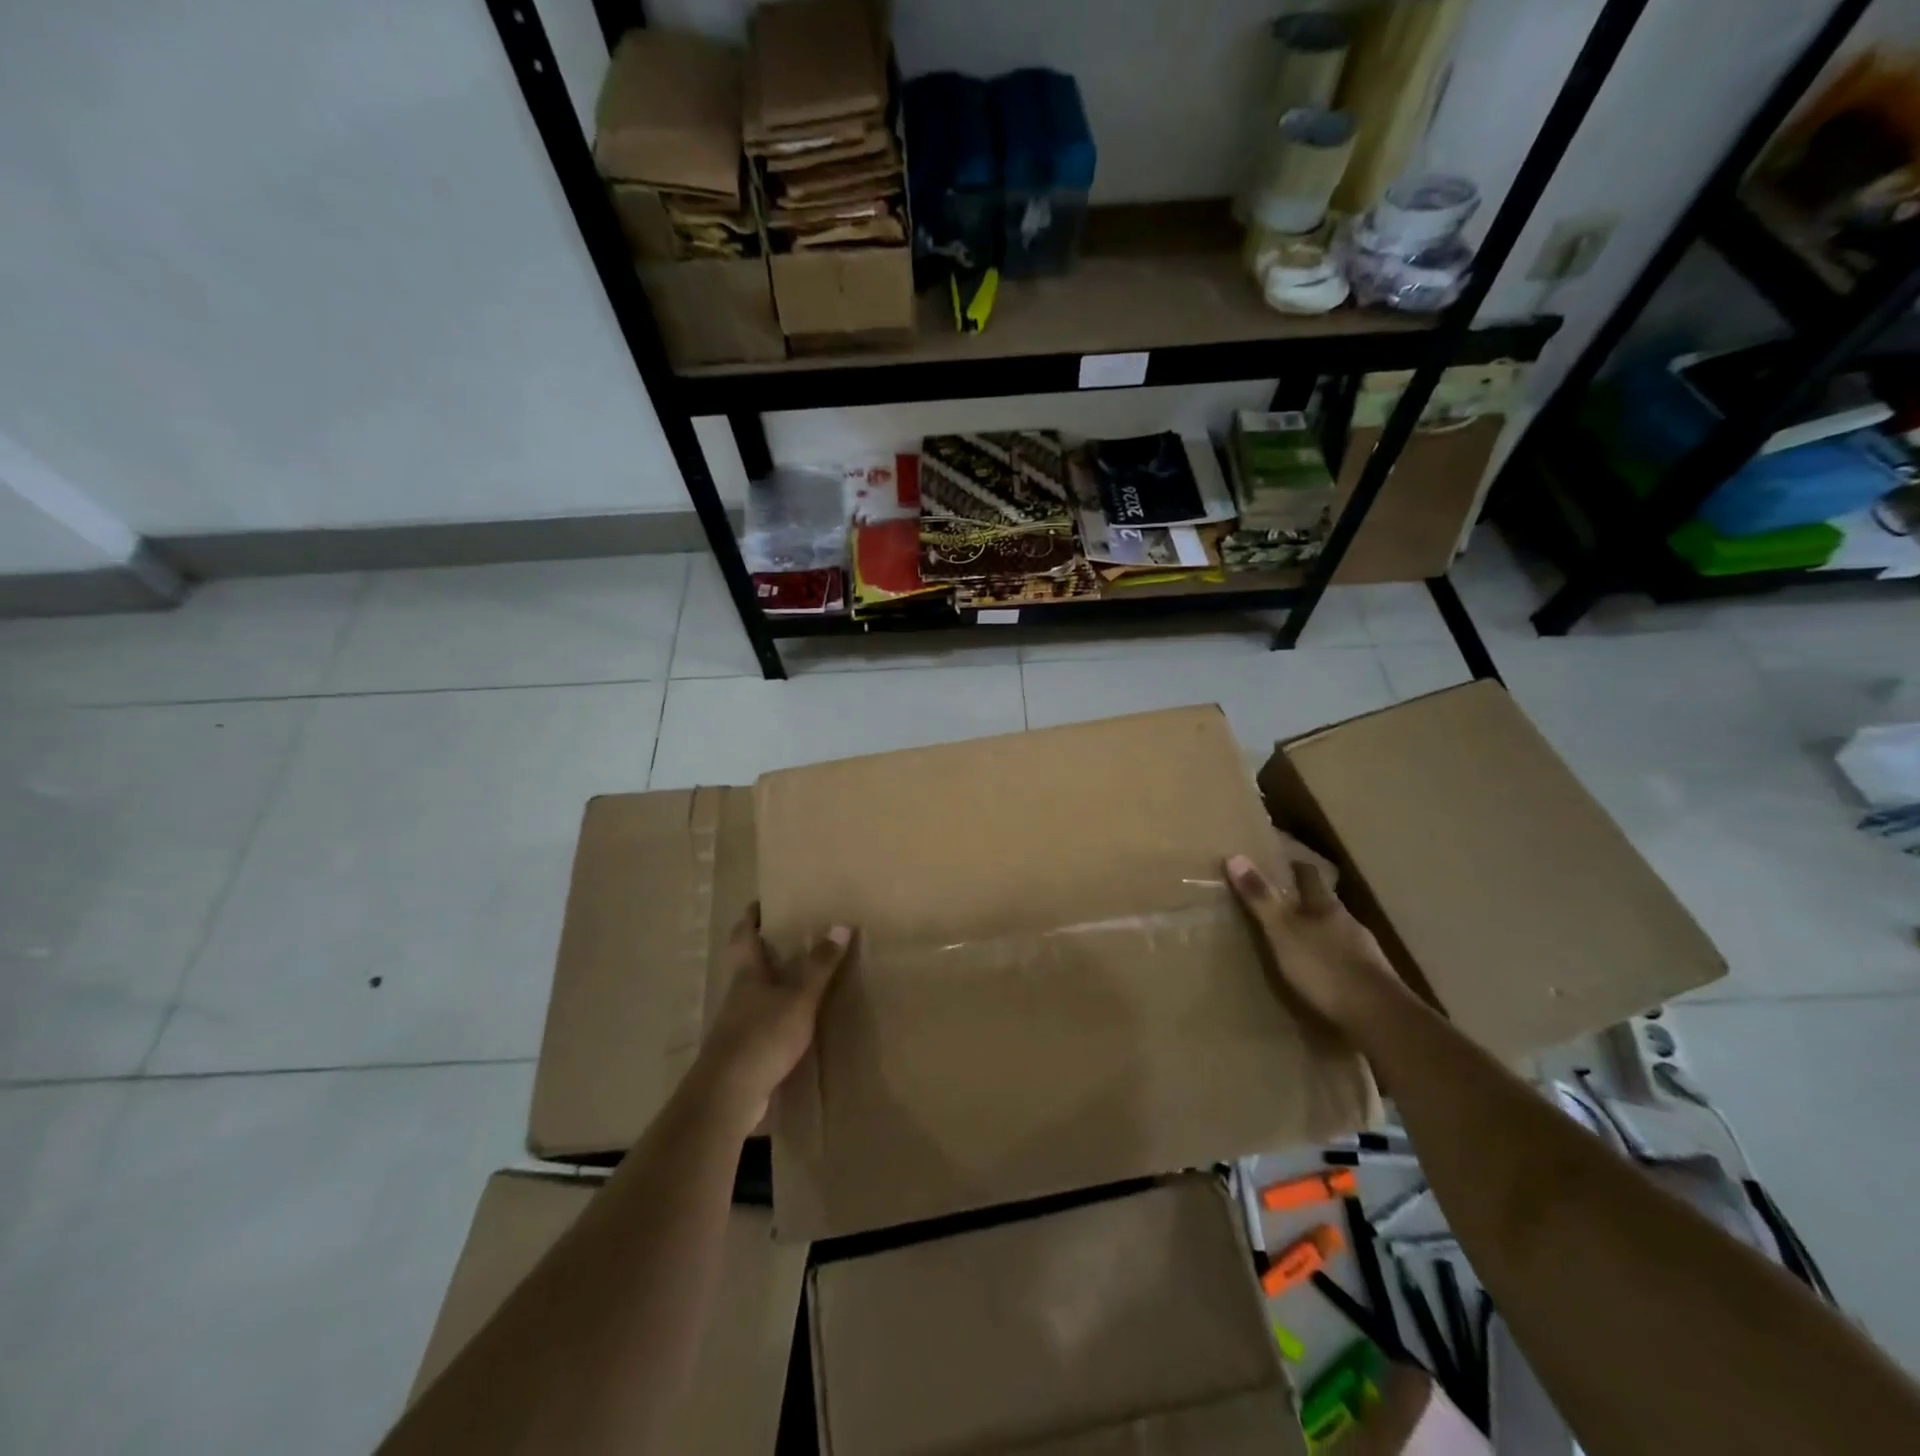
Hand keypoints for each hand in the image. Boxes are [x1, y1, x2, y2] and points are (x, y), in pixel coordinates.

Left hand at [692, 906, 852, 1132]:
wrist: (727, 1095)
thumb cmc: (763, 1036)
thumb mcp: (800, 999)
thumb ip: (819, 966)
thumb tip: (840, 924)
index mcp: (747, 974)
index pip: (744, 935)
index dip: (751, 917)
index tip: (761, 902)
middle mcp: (737, 994)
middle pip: (746, 963)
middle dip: (764, 948)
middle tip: (790, 935)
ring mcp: (736, 1024)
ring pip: (753, 993)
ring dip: (771, 983)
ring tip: (800, 976)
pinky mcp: (741, 1052)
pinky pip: (760, 1022)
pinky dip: (775, 1014)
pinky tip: (795, 1022)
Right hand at [1225, 853, 1399, 1031]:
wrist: (1379, 1017)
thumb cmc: (1324, 967)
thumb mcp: (1282, 931)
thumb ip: (1260, 898)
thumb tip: (1234, 856)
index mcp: (1326, 906)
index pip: (1311, 875)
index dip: (1296, 867)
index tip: (1282, 863)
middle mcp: (1348, 922)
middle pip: (1325, 903)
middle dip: (1306, 902)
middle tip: (1281, 904)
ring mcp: (1364, 952)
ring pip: (1337, 932)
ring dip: (1319, 933)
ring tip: (1297, 941)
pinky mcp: (1372, 980)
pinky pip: (1345, 961)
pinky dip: (1330, 961)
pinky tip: (1320, 974)